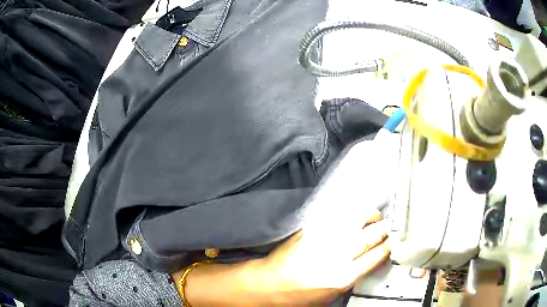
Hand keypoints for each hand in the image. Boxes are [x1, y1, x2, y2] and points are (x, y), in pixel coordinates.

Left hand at [259, 209, 389, 294]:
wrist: (270, 283)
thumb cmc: (299, 294)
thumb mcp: (333, 294)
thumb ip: (356, 275)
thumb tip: (373, 259)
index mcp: (342, 277)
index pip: (376, 255)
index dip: (389, 246)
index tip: (394, 241)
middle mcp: (335, 256)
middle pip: (370, 235)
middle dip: (385, 228)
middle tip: (389, 227)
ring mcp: (323, 238)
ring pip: (356, 218)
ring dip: (370, 216)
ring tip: (375, 218)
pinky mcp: (311, 228)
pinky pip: (338, 214)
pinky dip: (351, 212)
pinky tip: (355, 215)